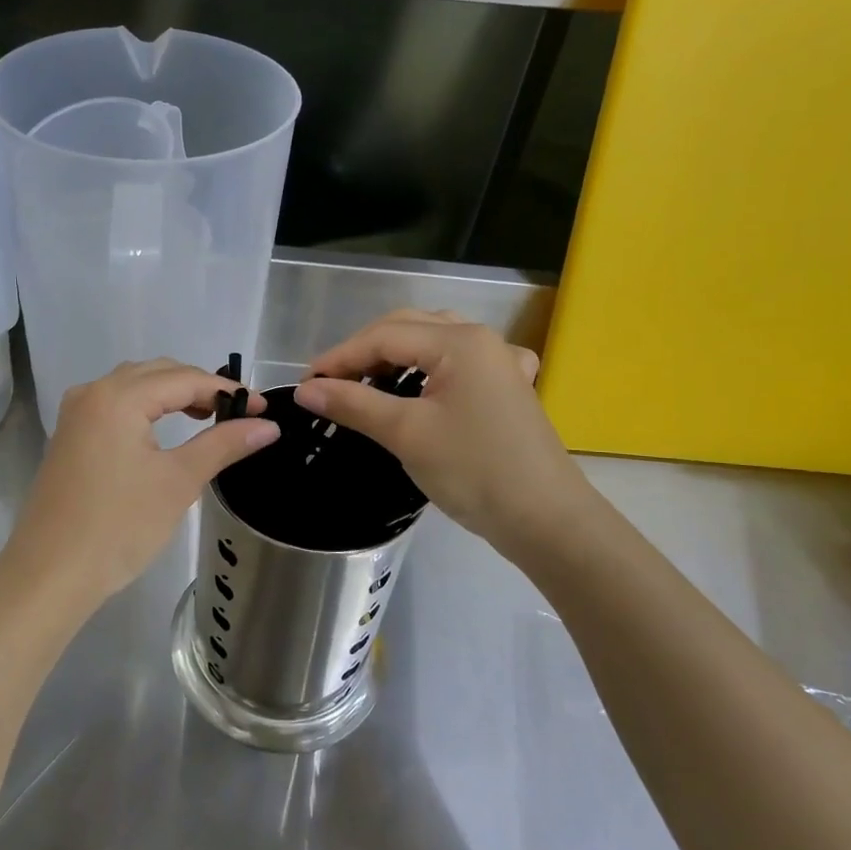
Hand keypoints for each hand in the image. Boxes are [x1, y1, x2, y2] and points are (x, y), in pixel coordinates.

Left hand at [0, 360, 277, 616]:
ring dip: (171, 395)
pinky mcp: (69, 436)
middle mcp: (92, 392)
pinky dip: (146, 408)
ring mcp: (76, 414)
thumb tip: (268, 425)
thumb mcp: (178, 482)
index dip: (226, 390)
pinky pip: (115, 405)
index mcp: (117, 397)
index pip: (184, 379)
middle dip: (199, 387)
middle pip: (157, 373)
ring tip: (206, 419)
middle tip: (237, 414)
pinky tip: (164, 432)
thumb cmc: (119, 526)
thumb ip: (224, 444)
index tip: (263, 408)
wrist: (50, 574)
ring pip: (133, 386)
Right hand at [294, 311, 592, 558]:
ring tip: (364, 383)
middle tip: (330, 384)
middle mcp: (481, 340)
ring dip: (393, 357)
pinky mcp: (506, 388)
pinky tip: (423, 384)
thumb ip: (353, 404)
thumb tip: (305, 390)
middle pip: (407, 329)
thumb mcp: (406, 434)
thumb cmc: (473, 470)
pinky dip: (427, 369)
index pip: (383, 336)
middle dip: (364, 352)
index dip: (339, 357)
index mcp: (459, 341)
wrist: (545, 520)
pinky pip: (456, 363)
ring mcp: (499, 363)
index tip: (305, 384)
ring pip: (432, 343)